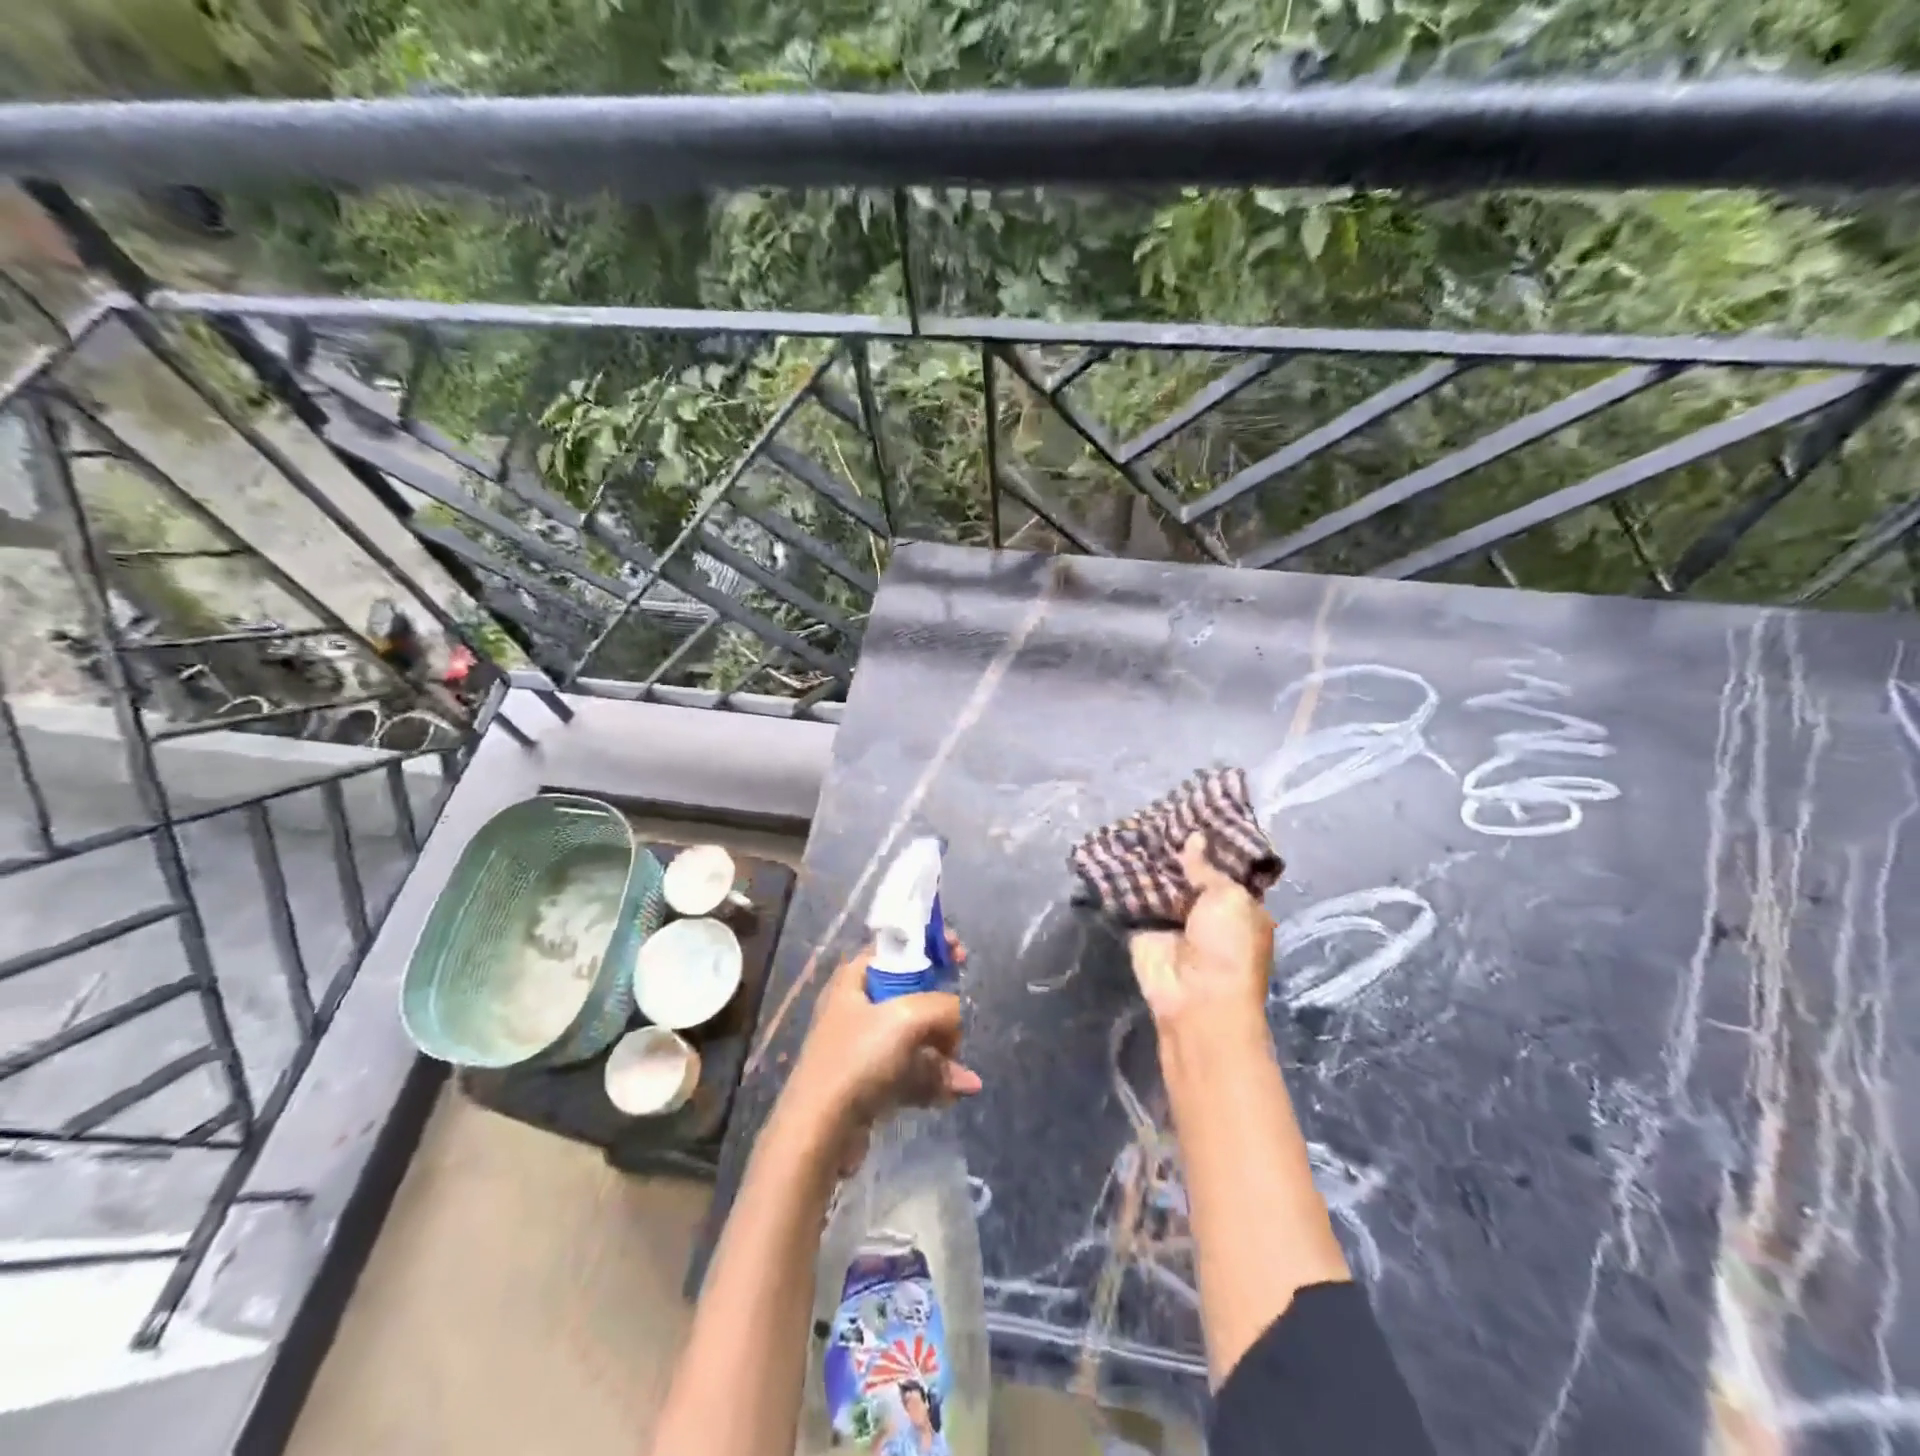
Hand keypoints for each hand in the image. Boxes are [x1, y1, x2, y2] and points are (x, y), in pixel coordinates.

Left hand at [781, 935, 982, 1173]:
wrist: (820, 1130)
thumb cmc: (858, 1057)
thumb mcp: (907, 1017)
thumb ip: (942, 1007)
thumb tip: (955, 1021)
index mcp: (855, 979)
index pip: (896, 947)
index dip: (929, 945)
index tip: (958, 954)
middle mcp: (857, 1007)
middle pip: (910, 993)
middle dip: (942, 1010)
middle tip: (960, 1021)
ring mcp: (862, 1047)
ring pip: (914, 1038)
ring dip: (943, 1053)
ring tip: (963, 1076)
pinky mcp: (869, 1082)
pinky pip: (909, 1072)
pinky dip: (932, 1080)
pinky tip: (955, 1093)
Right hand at [1127, 832, 1274, 1032]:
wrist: (1197, 997)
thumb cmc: (1229, 946)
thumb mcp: (1229, 898)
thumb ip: (1207, 868)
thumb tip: (1194, 840)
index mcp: (1239, 906)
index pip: (1223, 868)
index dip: (1210, 845)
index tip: (1193, 815)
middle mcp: (1206, 911)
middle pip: (1188, 874)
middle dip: (1175, 850)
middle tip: (1158, 814)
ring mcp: (1173, 920)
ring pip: (1159, 883)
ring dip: (1149, 862)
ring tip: (1133, 823)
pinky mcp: (1143, 929)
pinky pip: (1134, 899)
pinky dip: (1125, 881)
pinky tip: (1113, 850)